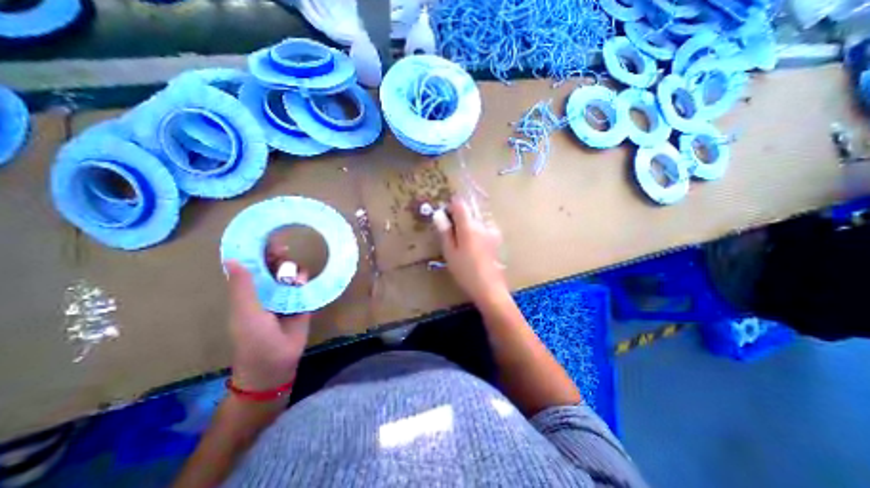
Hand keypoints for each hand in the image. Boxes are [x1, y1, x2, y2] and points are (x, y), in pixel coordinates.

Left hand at [221, 245, 310, 391]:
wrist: (276, 361)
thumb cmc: (254, 338)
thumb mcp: (245, 312)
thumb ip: (242, 287)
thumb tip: (232, 258)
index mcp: (250, 292)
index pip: (254, 267)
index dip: (259, 253)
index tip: (267, 240)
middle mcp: (268, 291)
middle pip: (274, 268)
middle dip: (278, 257)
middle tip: (284, 250)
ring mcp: (287, 297)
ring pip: (291, 275)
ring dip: (293, 269)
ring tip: (294, 275)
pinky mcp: (302, 302)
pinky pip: (305, 286)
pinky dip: (305, 280)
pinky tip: (304, 281)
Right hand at [435, 196, 510, 306]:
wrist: (489, 288)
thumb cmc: (465, 272)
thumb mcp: (450, 252)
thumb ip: (445, 231)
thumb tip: (438, 214)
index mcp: (469, 226)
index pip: (460, 204)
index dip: (450, 207)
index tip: (445, 218)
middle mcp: (482, 224)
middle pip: (469, 210)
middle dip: (458, 216)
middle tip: (451, 234)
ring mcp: (492, 231)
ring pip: (476, 218)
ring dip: (468, 224)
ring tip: (462, 242)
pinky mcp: (497, 238)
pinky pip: (483, 227)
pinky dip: (476, 230)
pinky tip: (473, 246)